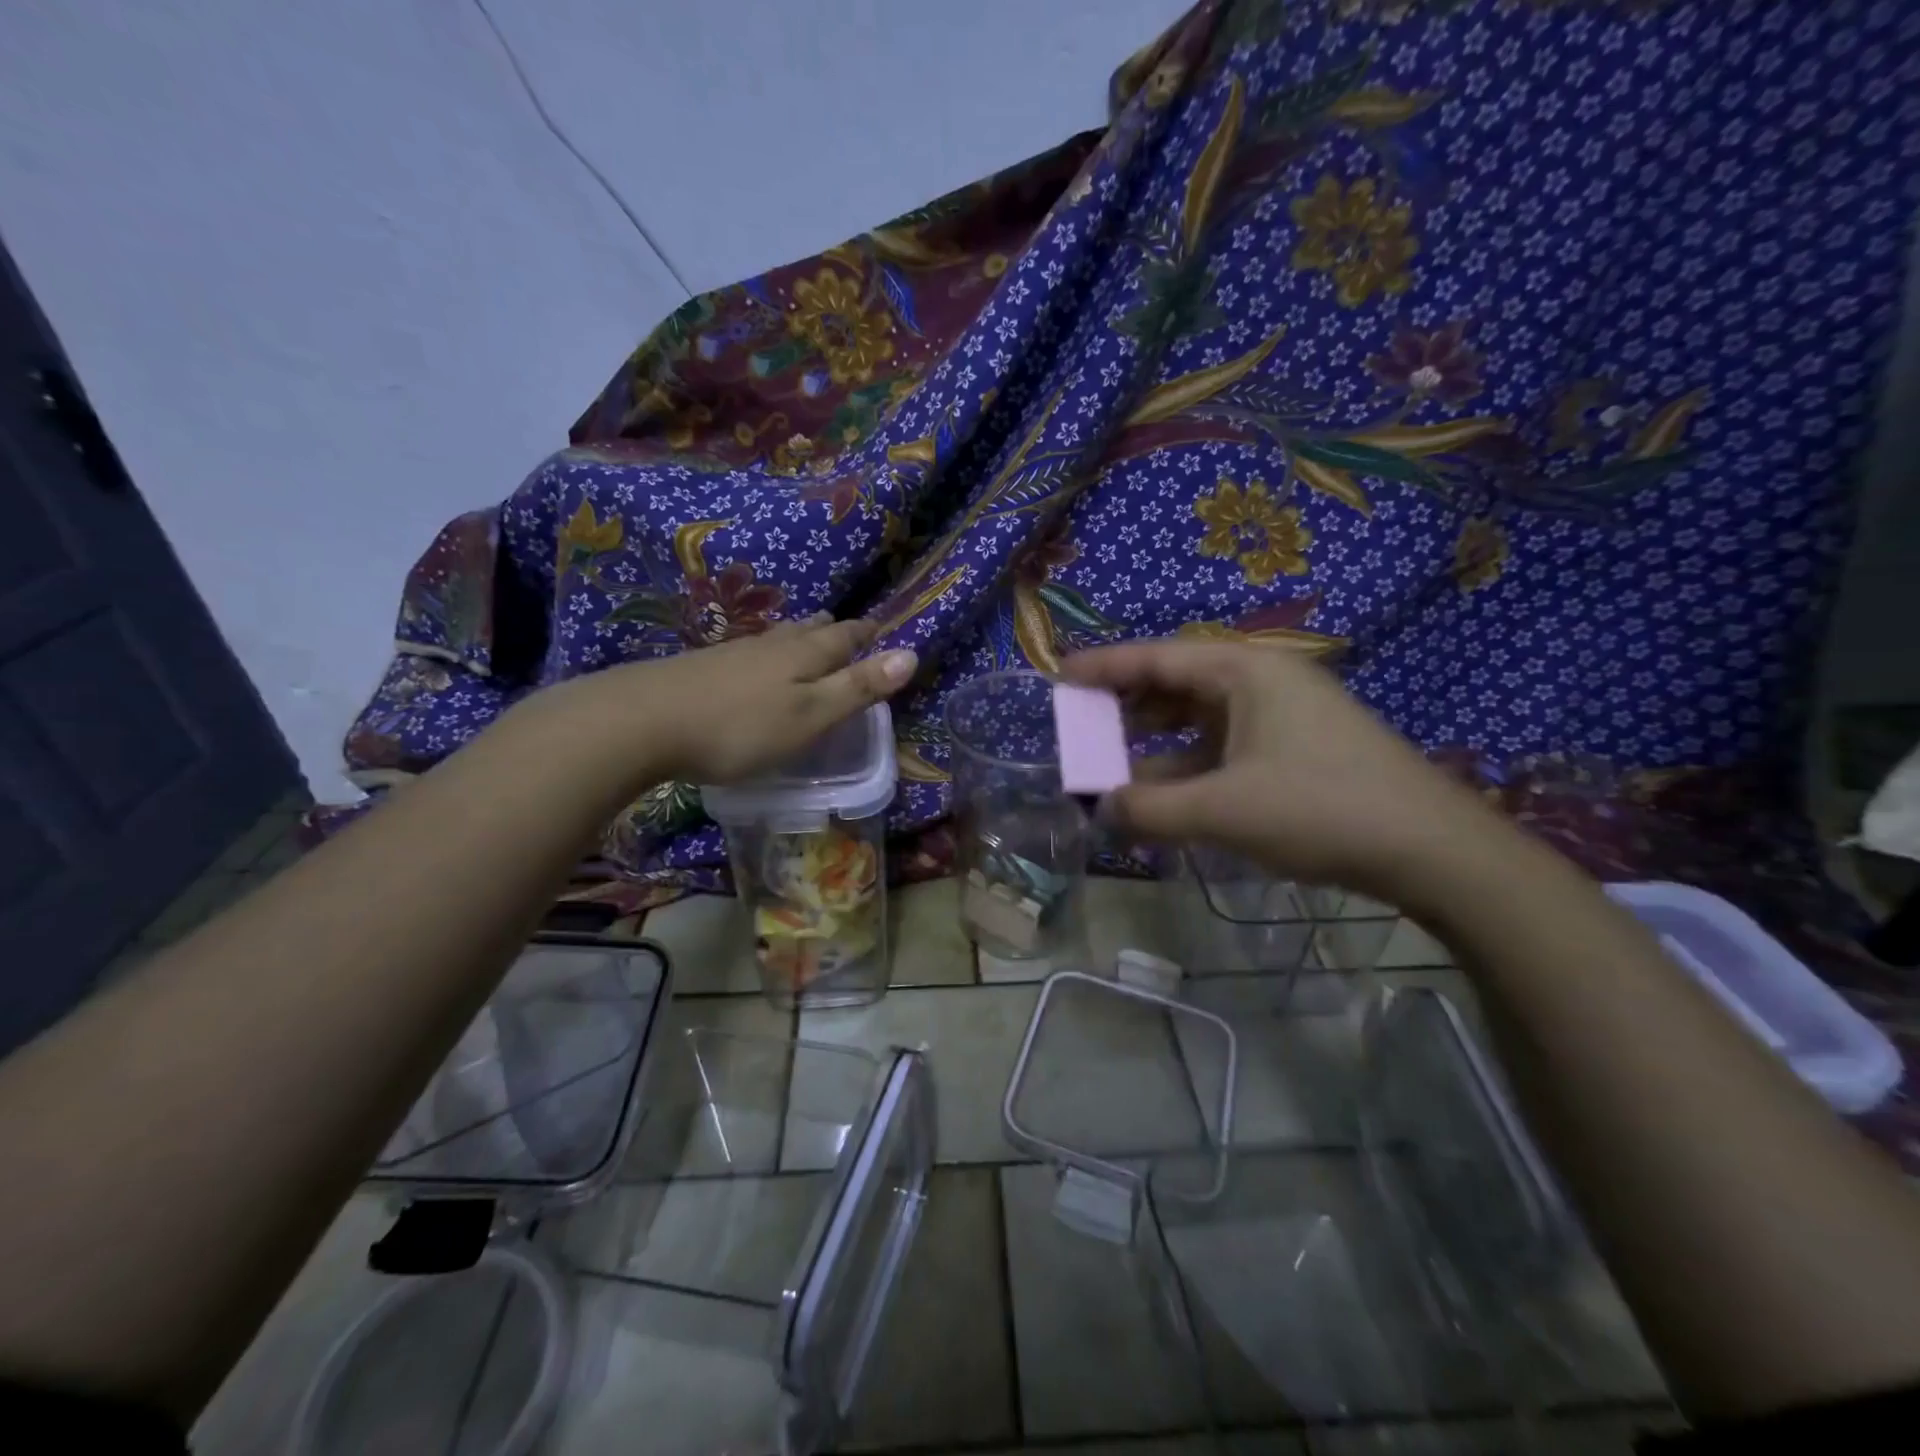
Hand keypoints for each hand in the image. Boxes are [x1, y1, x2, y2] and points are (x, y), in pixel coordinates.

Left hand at [516, 615, 917, 793]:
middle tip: (846, 626)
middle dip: (832, 630)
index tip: (882, 628)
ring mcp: (731, 653)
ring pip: (776, 638)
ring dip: (798, 636)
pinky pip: (749, 652)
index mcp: (803, 656)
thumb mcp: (810, 716)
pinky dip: (766, 653)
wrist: (641, 720)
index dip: (867, 635)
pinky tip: (754, 663)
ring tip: (807, 634)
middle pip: (809, 631)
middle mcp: (771, 646)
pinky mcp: (700, 667)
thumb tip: (911, 654)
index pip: (845, 638)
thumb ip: (858, 688)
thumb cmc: (739, 727)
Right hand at [1060, 638, 1501, 904]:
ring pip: (1200, 718)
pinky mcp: (1297, 749)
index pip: (1156, 657)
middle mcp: (1262, 681)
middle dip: (1126, 706)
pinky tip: (1167, 793)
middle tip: (1081, 726)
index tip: (1058, 677)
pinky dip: (1189, 765)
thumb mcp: (1221, 810)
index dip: (1103, 667)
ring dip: (1156, 741)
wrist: (1434, 850)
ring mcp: (1284, 715)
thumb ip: (1149, 808)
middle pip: (1177, 682)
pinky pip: (1224, 746)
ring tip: (1114, 764)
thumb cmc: (1320, 808)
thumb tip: (1100, 809)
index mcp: (1244, 671)